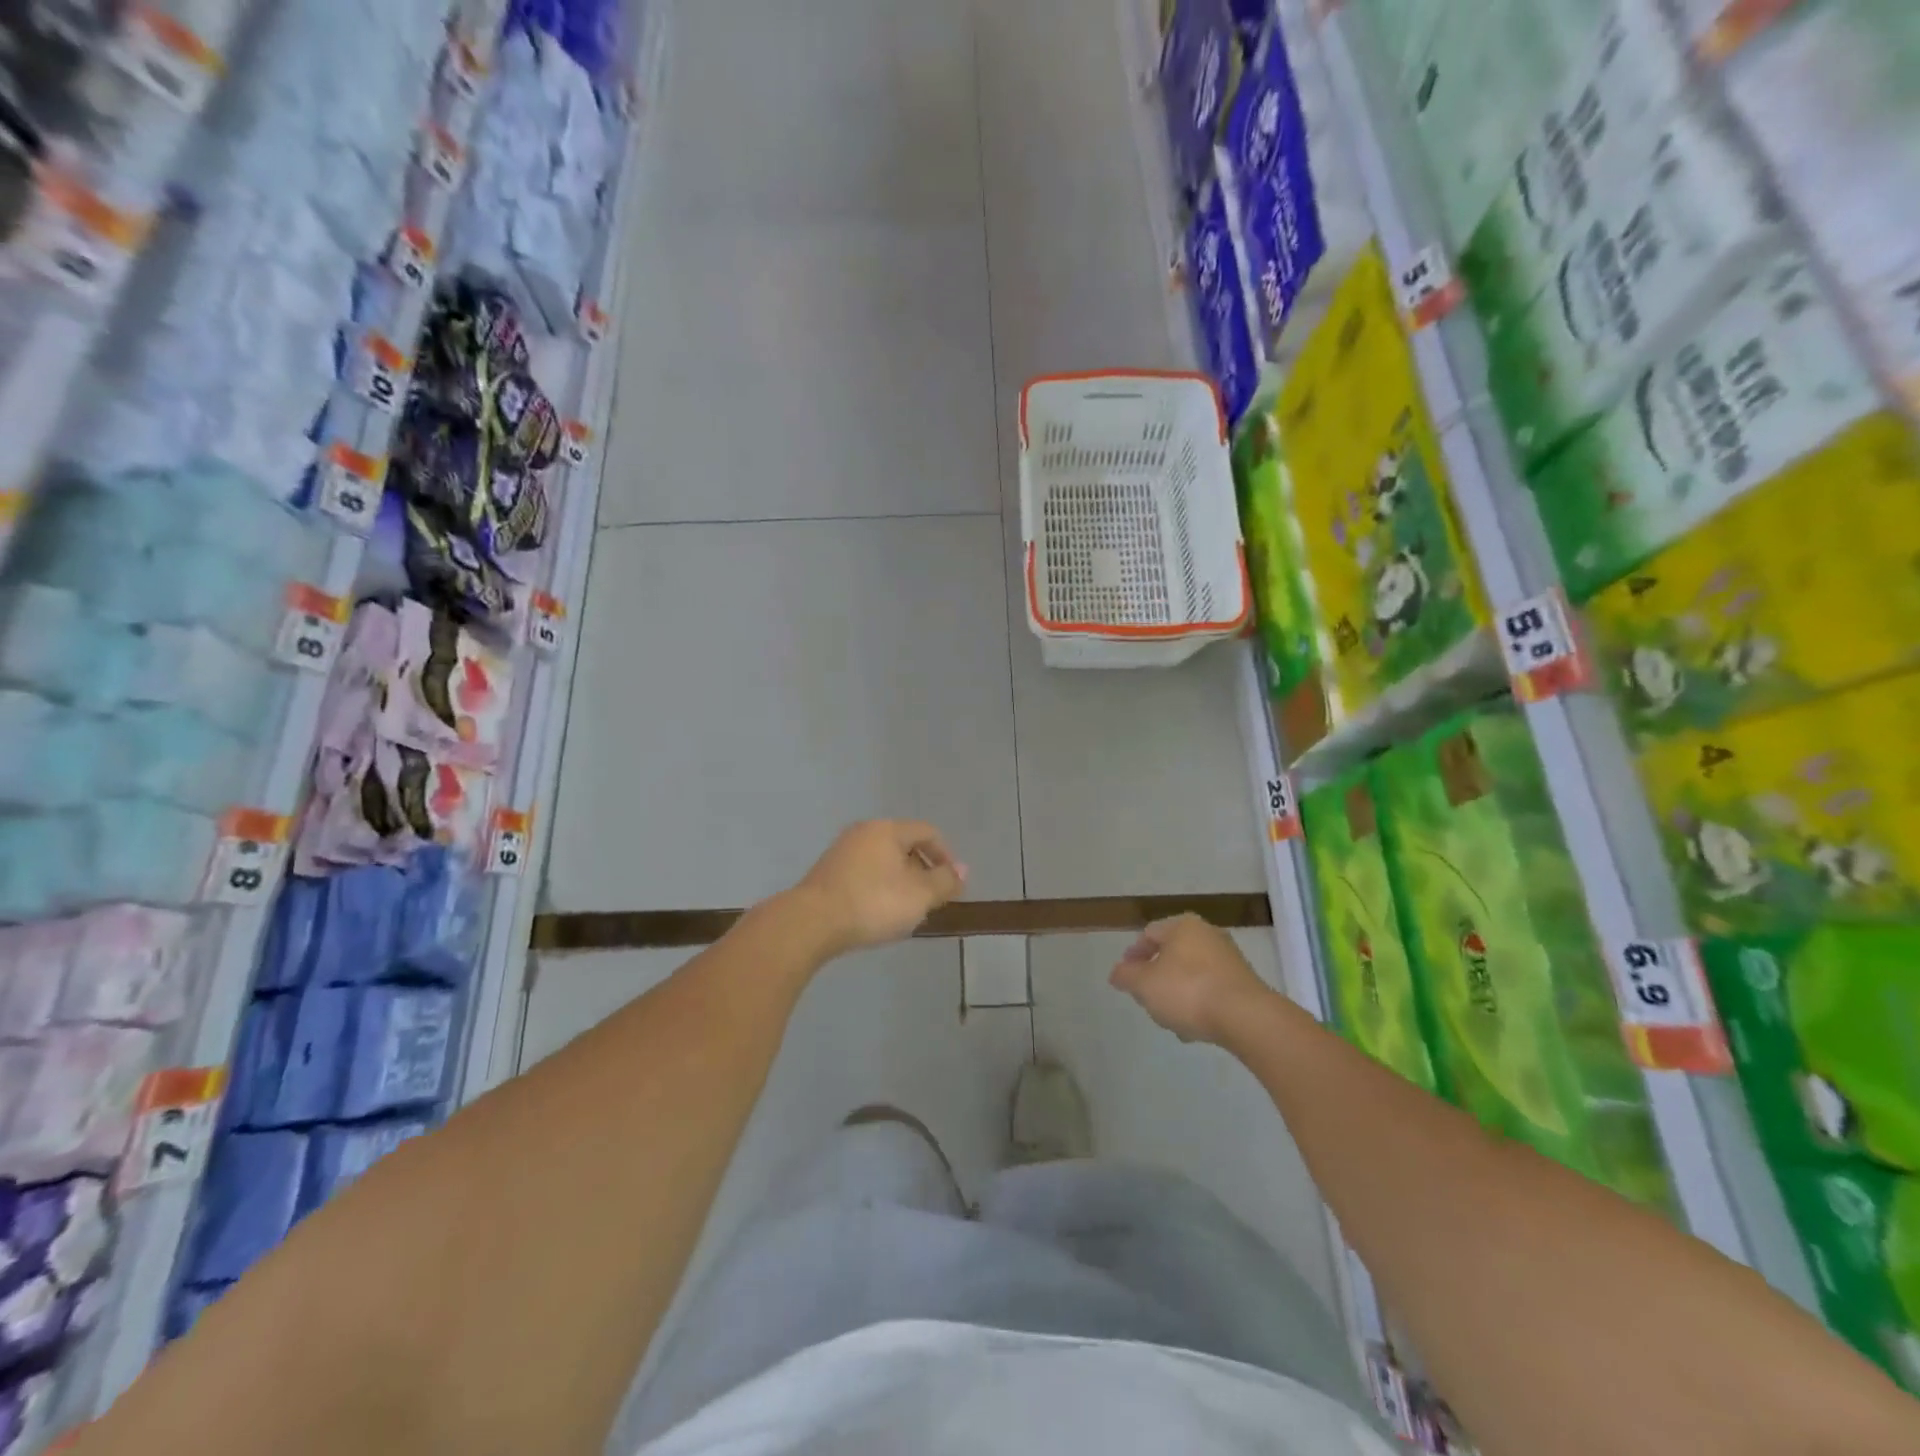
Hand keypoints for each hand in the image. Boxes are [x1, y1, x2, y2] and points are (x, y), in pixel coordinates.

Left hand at [794, 821, 966, 956]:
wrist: (811, 923)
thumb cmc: (873, 903)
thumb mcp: (919, 896)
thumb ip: (944, 881)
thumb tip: (962, 870)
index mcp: (887, 829)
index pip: (927, 832)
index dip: (945, 856)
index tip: (951, 885)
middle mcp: (863, 832)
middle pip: (904, 845)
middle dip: (922, 871)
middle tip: (930, 900)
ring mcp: (841, 851)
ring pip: (883, 861)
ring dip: (900, 882)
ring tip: (905, 910)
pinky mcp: (827, 872)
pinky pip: (864, 873)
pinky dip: (878, 888)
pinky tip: (878, 913)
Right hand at [1109, 914, 1273, 1045]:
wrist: (1246, 1017)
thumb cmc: (1188, 991)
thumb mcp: (1144, 985)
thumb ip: (1126, 976)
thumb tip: (1117, 972)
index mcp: (1182, 926)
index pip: (1149, 933)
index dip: (1133, 955)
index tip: (1126, 977)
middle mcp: (1208, 934)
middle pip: (1172, 953)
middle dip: (1157, 976)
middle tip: (1146, 998)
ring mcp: (1229, 958)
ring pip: (1192, 973)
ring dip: (1178, 992)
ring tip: (1170, 1019)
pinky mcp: (1245, 983)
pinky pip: (1211, 989)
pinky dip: (1199, 1002)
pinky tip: (1194, 1027)